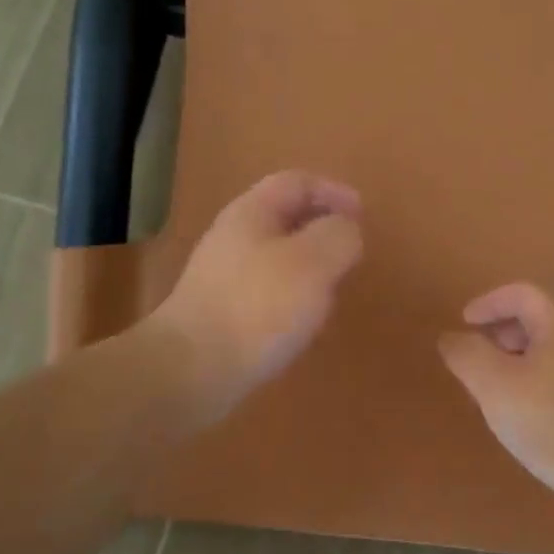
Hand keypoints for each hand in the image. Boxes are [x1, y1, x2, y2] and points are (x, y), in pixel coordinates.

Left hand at [152, 170, 363, 422]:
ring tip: (332, 289)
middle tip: (349, 252)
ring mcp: (223, 278)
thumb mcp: (313, 263)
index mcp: (252, 213)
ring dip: (308, 266)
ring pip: (276, 257)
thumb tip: (346, 230)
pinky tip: (303, 323)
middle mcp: (233, 238)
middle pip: (283, 218)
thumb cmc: (258, 307)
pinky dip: (292, 297)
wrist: (192, 370)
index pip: (296, 182)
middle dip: (321, 229)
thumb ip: (339, 237)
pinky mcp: (222, 314)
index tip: (362, 214)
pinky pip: (265, 291)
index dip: (332, 191)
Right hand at [438, 283, 553, 513]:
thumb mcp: (495, 386)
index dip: (488, 302)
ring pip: (546, 352)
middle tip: (475, 359)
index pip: (521, 293)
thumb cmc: (552, 421)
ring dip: (513, 362)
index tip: (464, 323)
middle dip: (499, 333)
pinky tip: (522, 417)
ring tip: (491, 392)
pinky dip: (531, 384)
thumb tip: (451, 337)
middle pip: (536, 320)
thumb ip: (467, 356)